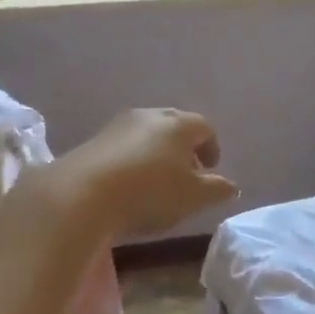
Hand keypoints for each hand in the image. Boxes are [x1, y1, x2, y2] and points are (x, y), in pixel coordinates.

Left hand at [53, 108, 237, 237]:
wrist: (83, 194)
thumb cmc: (151, 192)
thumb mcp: (193, 197)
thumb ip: (216, 189)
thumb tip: (231, 185)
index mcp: (179, 124)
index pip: (205, 127)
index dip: (211, 147)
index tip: (210, 169)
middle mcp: (150, 115)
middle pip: (175, 125)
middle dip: (184, 147)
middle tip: (186, 173)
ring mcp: (118, 125)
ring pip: (147, 133)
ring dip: (157, 152)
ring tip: (157, 181)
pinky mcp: (94, 140)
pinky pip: (123, 145)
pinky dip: (133, 159)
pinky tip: (129, 184)